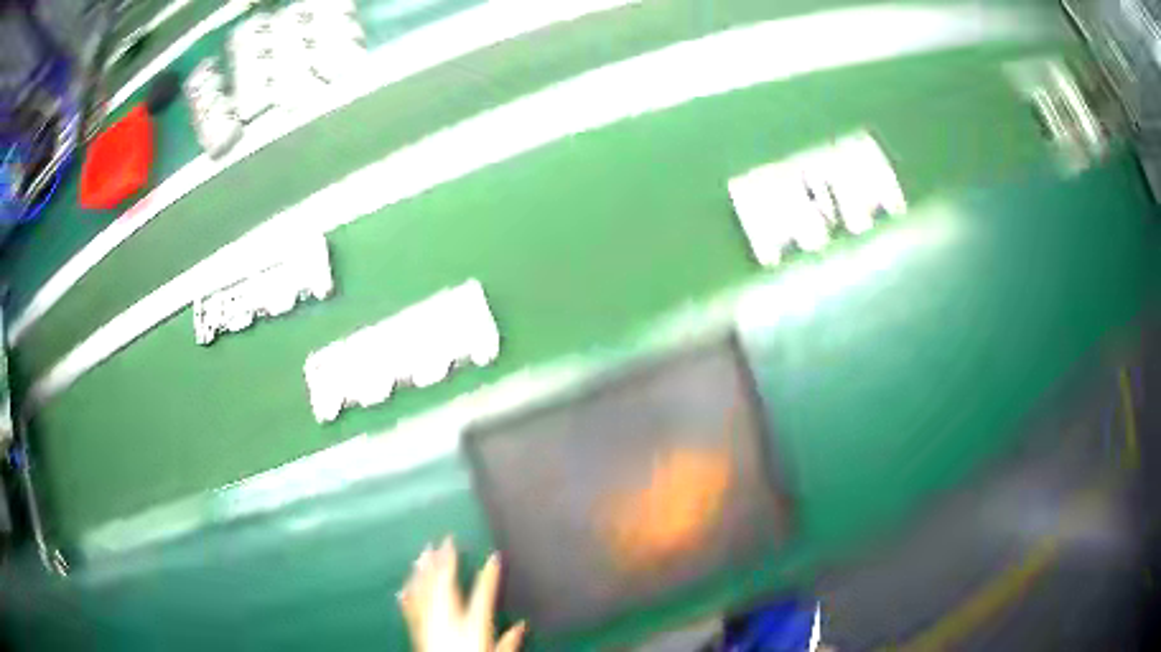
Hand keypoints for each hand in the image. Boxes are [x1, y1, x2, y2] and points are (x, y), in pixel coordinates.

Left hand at [398, 538, 526, 651]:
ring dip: (423, 571)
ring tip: (422, 552)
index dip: (490, 575)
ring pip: (425, 591)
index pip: (483, 595)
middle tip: (444, 539)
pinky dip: (408, 595)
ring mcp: (430, 624)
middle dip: (445, 561)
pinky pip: (410, 609)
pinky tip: (403, 585)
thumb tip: (522, 625)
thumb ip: (509, 643)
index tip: (494, 555)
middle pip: (446, 586)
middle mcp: (448, 621)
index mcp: (473, 626)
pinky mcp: (417, 632)